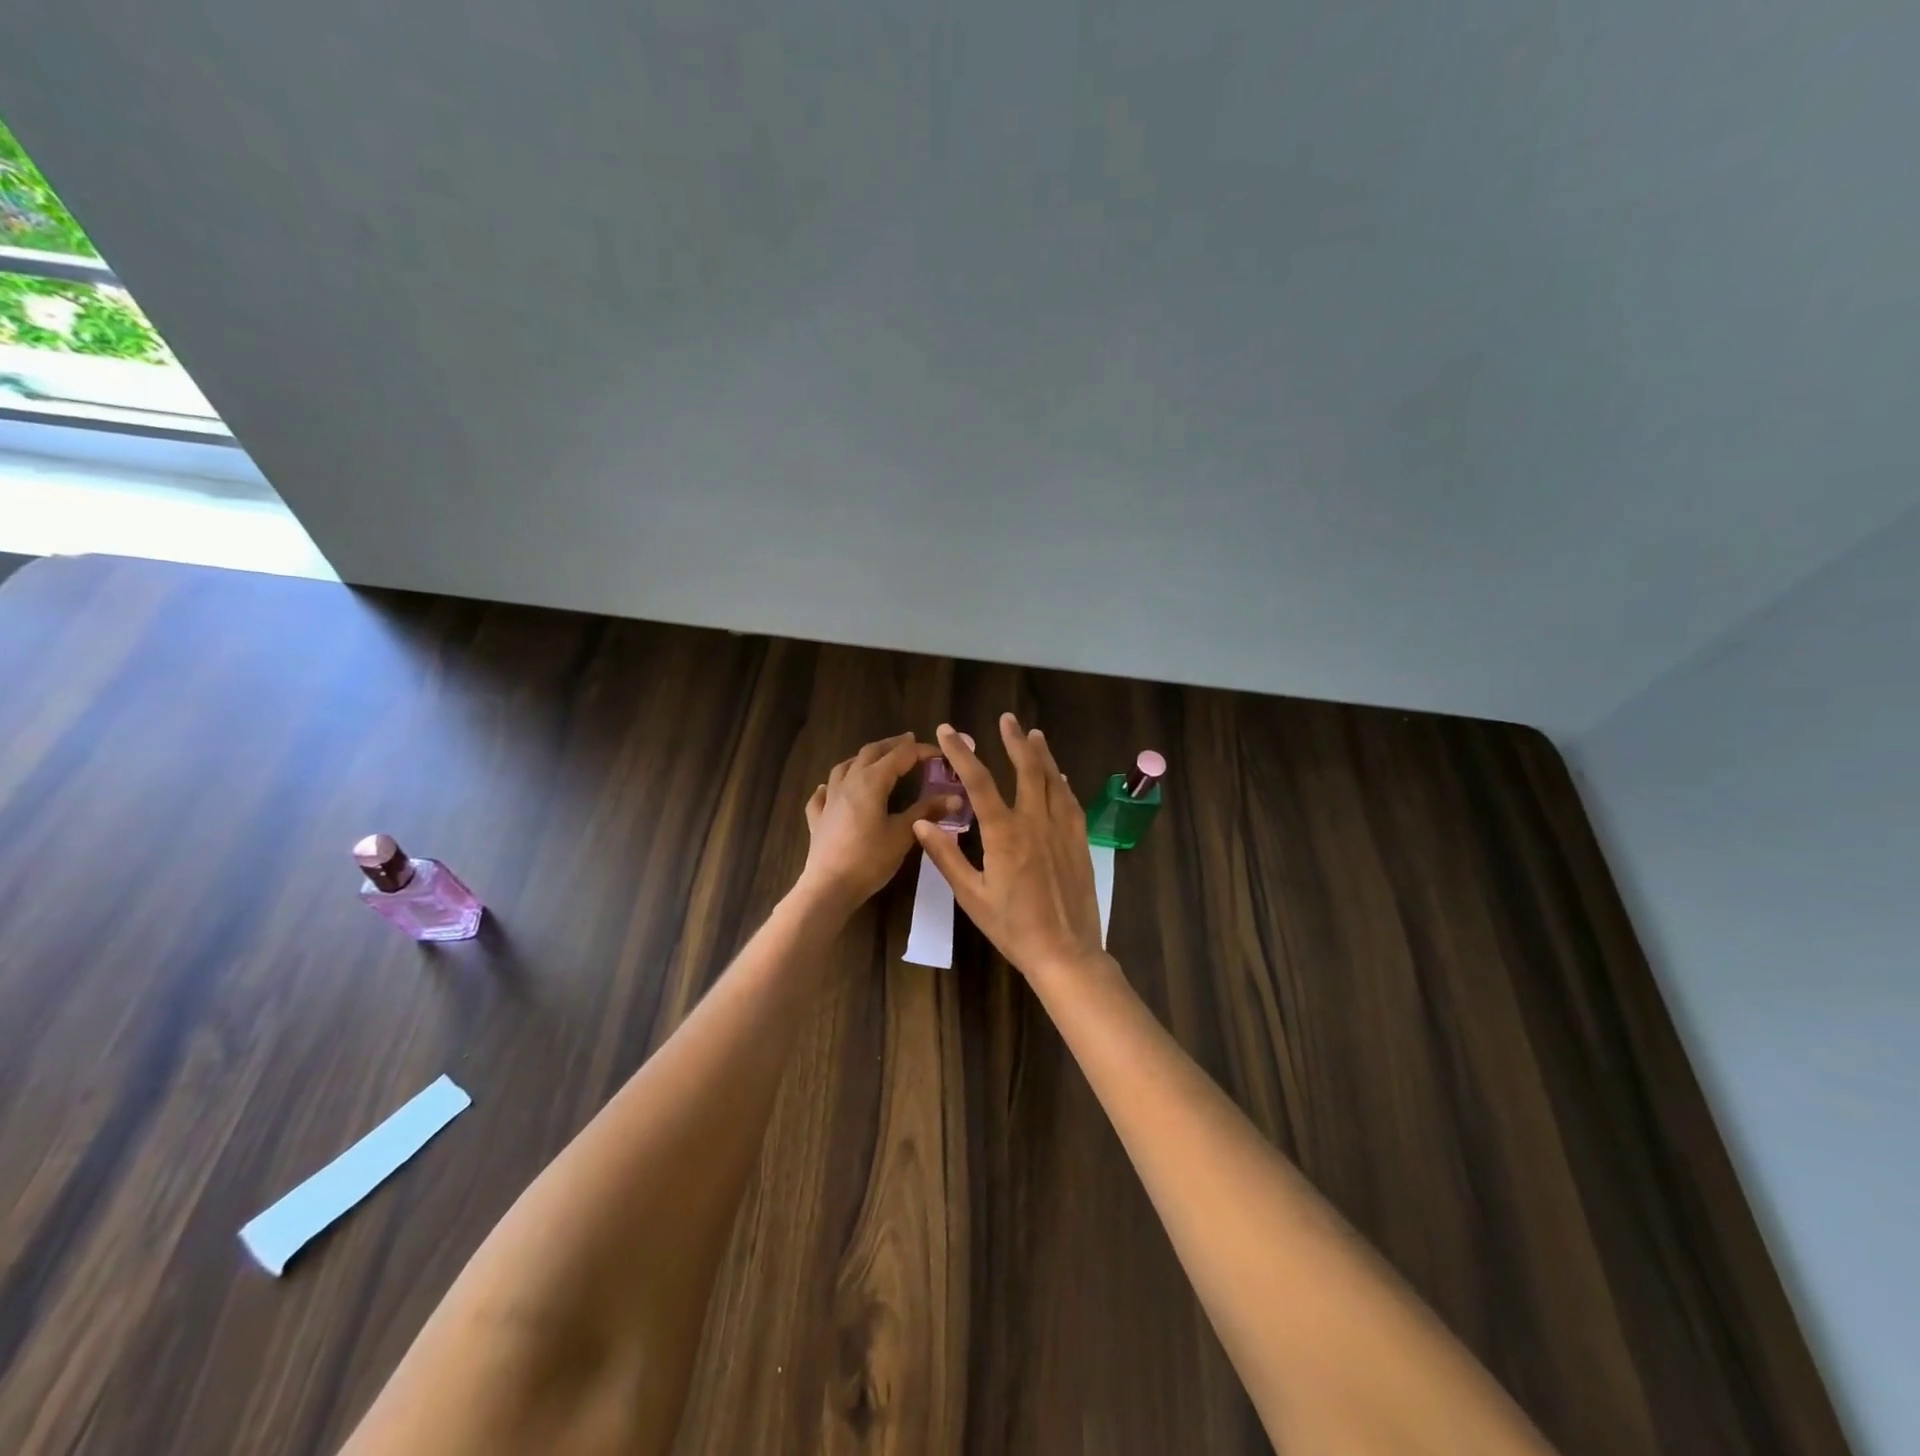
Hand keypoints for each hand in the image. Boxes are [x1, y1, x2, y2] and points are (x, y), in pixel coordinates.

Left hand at [798, 733, 955, 914]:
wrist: (828, 886)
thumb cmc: (869, 859)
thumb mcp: (903, 834)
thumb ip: (927, 811)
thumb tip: (955, 797)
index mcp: (872, 781)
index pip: (900, 756)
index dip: (921, 751)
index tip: (940, 753)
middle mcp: (848, 782)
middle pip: (870, 753)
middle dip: (891, 745)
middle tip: (909, 742)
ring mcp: (829, 799)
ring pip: (844, 767)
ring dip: (862, 759)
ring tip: (875, 759)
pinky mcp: (818, 818)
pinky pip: (823, 794)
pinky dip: (832, 786)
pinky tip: (831, 789)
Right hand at [914, 714, 1107, 982]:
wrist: (1065, 952)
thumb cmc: (1012, 927)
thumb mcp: (972, 896)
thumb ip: (947, 856)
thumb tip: (922, 822)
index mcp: (1004, 833)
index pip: (979, 781)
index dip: (961, 753)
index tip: (948, 731)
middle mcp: (1036, 822)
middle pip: (1026, 769)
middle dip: (1014, 741)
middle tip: (1006, 719)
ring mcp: (1062, 830)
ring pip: (1053, 781)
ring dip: (1042, 755)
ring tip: (1035, 734)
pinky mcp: (1080, 842)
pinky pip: (1071, 803)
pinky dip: (1062, 784)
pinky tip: (1060, 777)